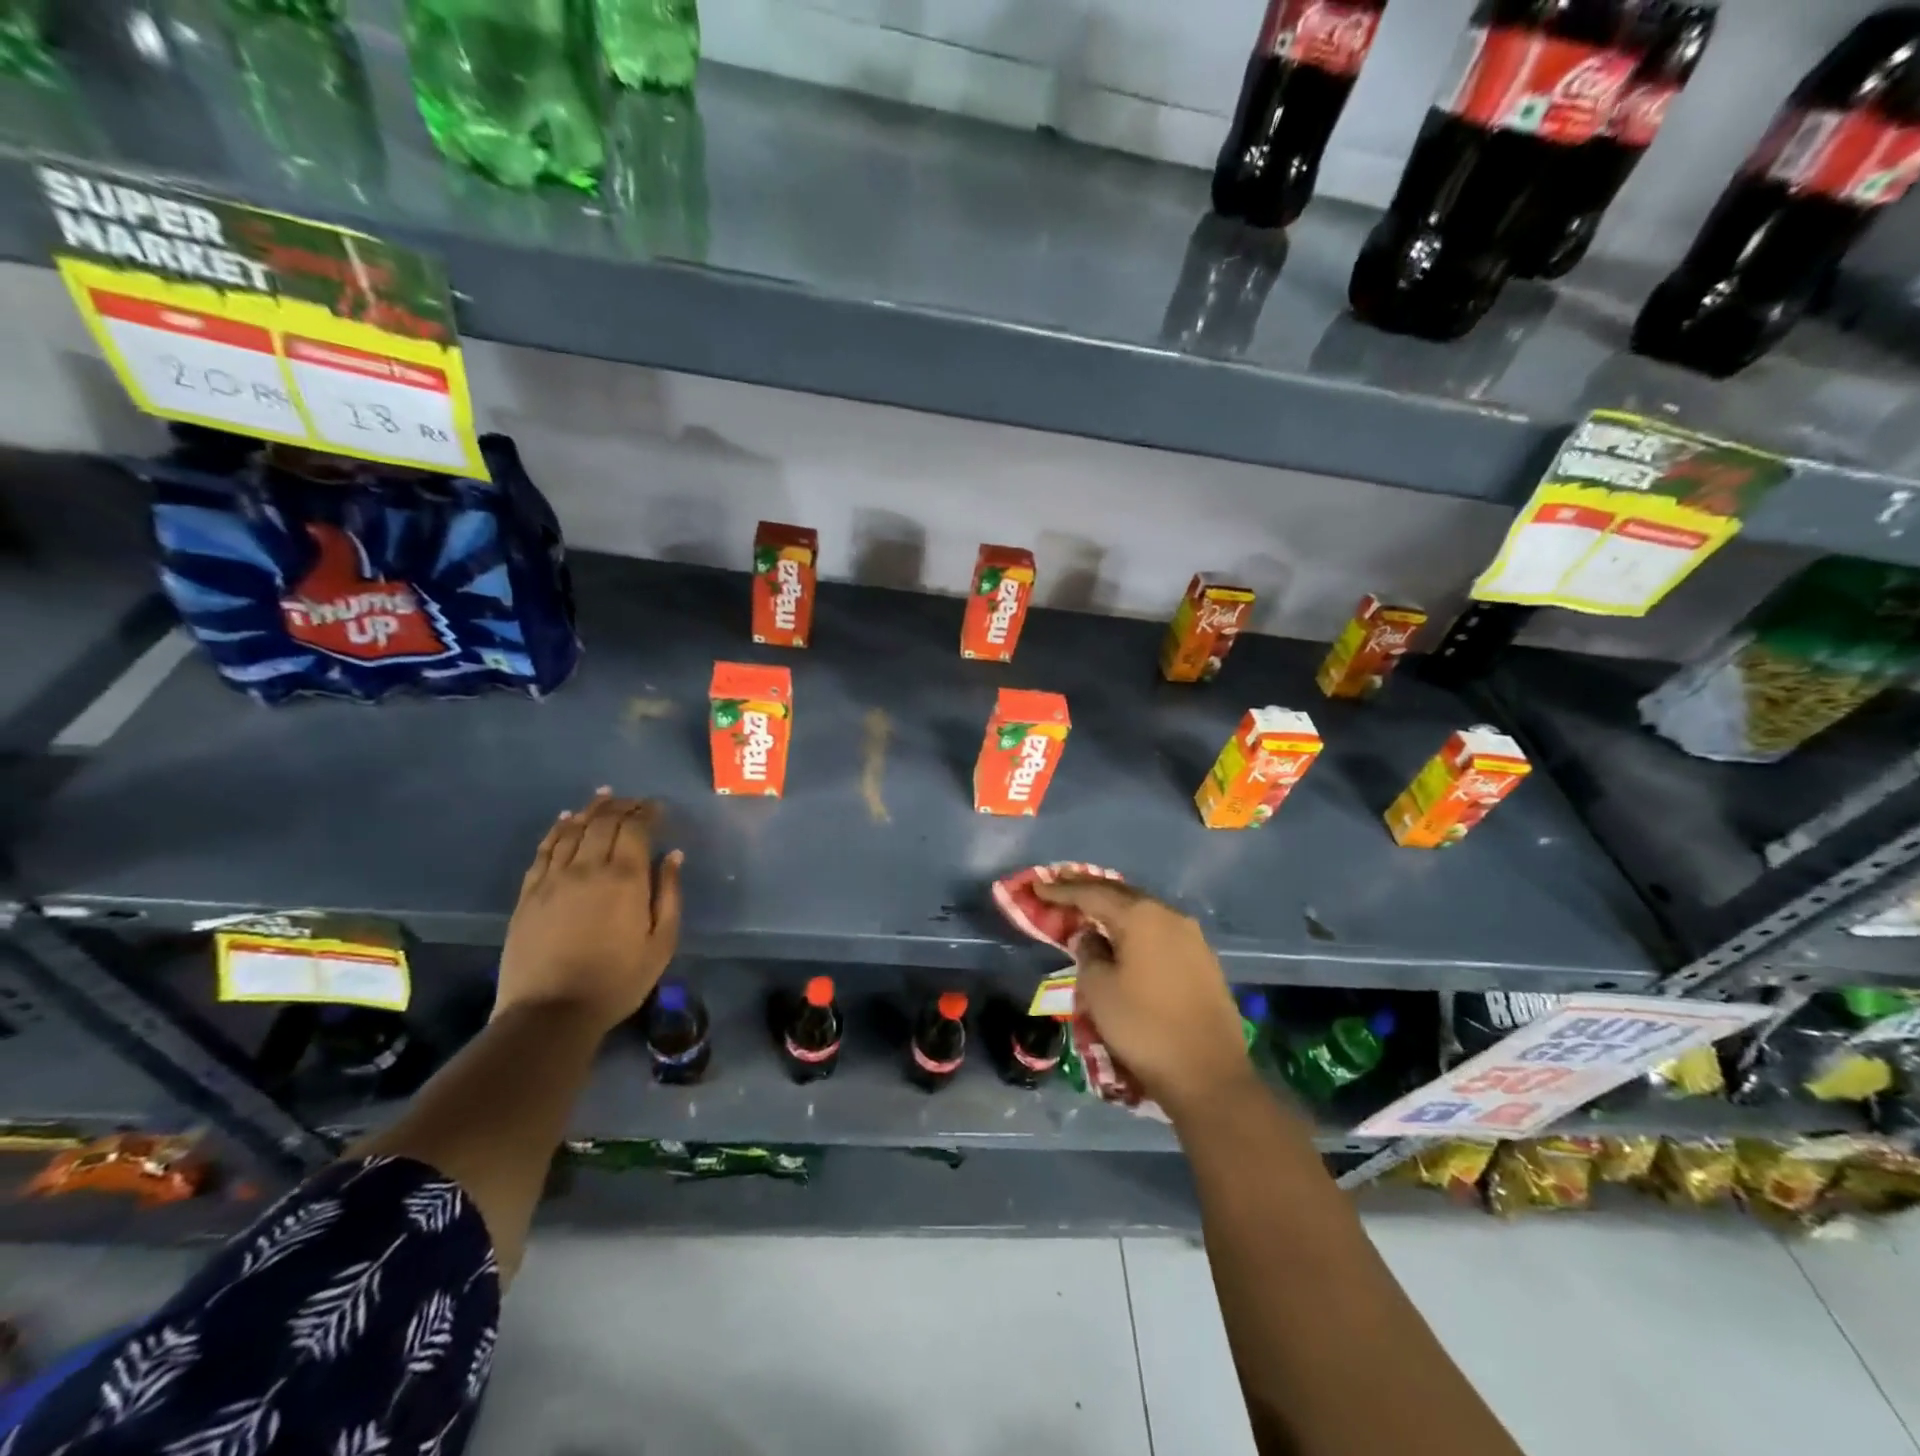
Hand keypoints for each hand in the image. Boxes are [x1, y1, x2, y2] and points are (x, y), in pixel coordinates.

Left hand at [495, 790, 683, 1035]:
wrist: (550, 1012)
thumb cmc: (617, 980)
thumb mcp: (661, 942)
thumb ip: (670, 894)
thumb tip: (674, 856)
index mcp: (625, 878)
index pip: (635, 829)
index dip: (646, 812)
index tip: (656, 807)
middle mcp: (588, 867)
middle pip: (603, 822)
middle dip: (621, 806)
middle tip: (633, 800)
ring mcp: (553, 878)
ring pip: (573, 830)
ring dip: (590, 810)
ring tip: (603, 798)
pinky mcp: (529, 893)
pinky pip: (544, 850)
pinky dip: (557, 830)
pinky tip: (565, 820)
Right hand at [1035, 877, 1252, 1120]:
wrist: (1209, 1075)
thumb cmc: (1144, 1027)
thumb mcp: (1099, 990)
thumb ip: (1087, 953)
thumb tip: (1089, 937)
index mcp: (1141, 916)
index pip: (1092, 893)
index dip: (1062, 890)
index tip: (1037, 885)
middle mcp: (1169, 915)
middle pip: (1121, 894)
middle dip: (1089, 890)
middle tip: (1061, 887)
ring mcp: (1191, 937)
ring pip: (1143, 912)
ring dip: (1114, 909)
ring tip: (1089, 910)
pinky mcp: (1203, 960)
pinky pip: (1158, 931)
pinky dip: (1134, 928)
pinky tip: (1123, 937)